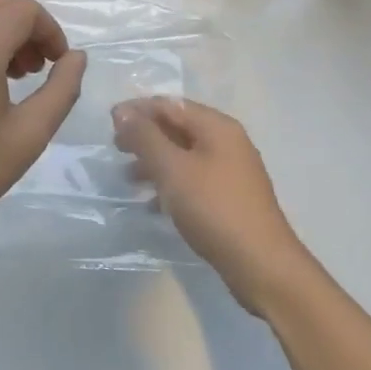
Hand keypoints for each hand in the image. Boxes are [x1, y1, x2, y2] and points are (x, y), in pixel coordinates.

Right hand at [112, 97, 304, 313]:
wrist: (261, 265)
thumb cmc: (213, 208)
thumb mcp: (172, 169)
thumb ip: (145, 137)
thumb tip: (122, 111)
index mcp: (217, 127)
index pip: (169, 104)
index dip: (137, 109)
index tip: (109, 123)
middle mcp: (227, 142)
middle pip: (177, 127)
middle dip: (144, 135)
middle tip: (116, 149)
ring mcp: (231, 171)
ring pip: (183, 155)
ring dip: (154, 161)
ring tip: (128, 178)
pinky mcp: (229, 197)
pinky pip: (193, 179)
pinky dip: (170, 184)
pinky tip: (153, 205)